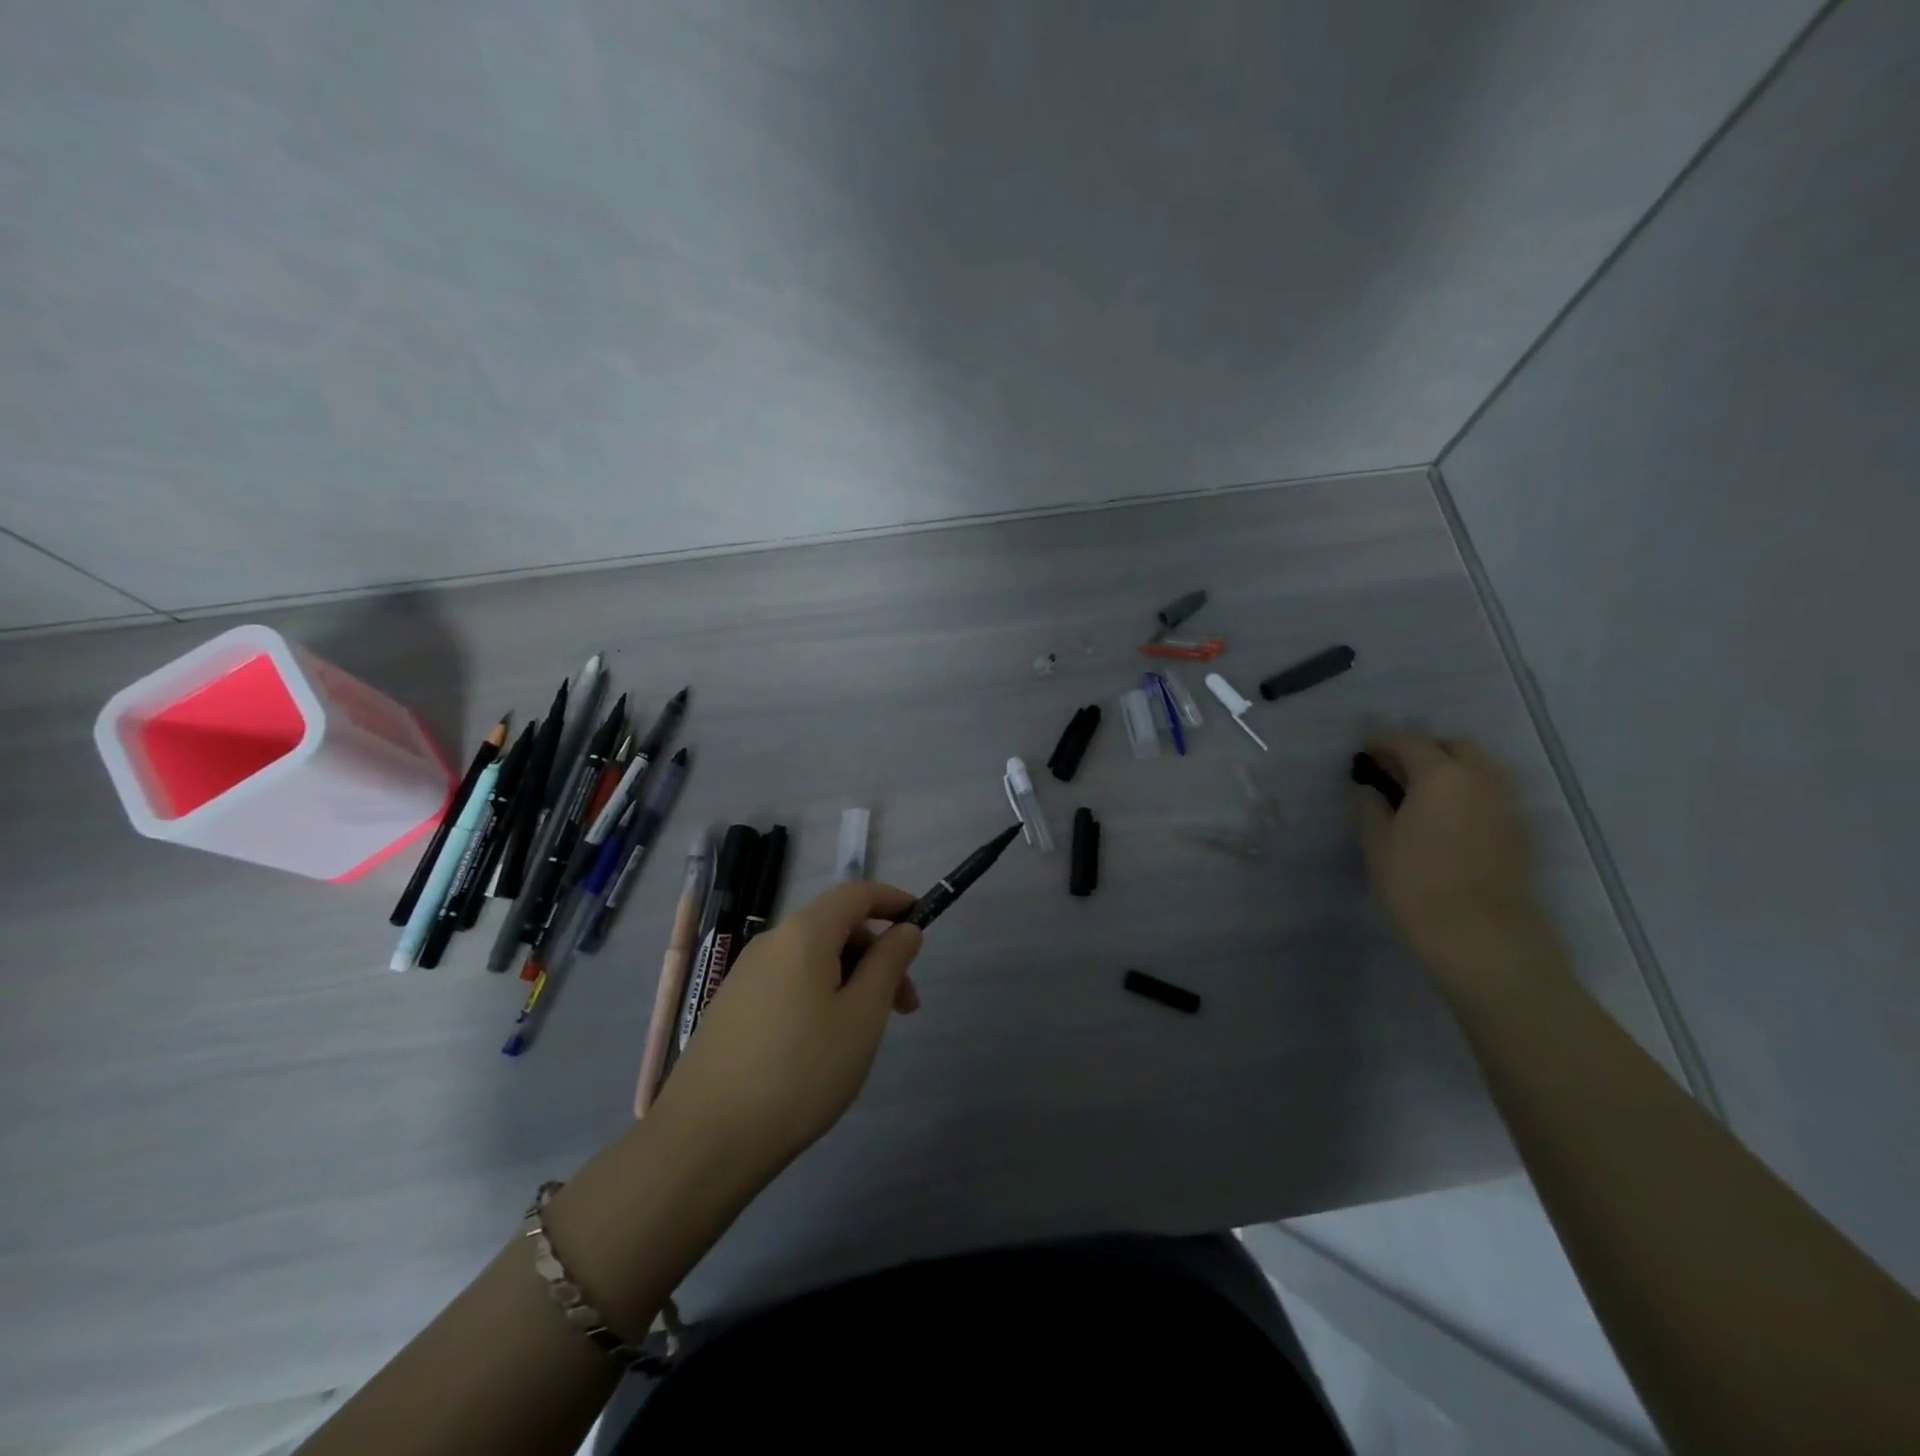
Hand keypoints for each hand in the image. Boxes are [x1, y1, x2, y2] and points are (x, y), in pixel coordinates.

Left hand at [645, 882, 923, 1192]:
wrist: (705, 1141)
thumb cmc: (800, 1072)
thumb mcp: (862, 1017)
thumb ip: (888, 964)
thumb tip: (905, 928)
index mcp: (803, 933)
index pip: (856, 893)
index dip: (893, 900)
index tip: (922, 923)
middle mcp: (771, 942)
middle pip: (835, 926)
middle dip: (877, 954)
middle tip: (905, 1006)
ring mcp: (745, 975)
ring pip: (813, 958)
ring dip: (851, 979)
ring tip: (866, 1033)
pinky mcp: (731, 1007)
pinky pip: (789, 981)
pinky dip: (821, 994)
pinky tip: (824, 1044)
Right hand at [1354, 732, 1556, 986]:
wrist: (1482, 937)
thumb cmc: (1416, 884)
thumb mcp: (1376, 843)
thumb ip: (1370, 807)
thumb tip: (1370, 790)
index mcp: (1441, 774)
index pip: (1410, 742)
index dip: (1383, 742)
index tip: (1365, 751)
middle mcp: (1481, 779)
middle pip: (1454, 747)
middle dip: (1424, 749)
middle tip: (1395, 769)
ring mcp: (1507, 805)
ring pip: (1480, 769)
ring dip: (1451, 770)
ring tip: (1421, 793)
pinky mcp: (1520, 832)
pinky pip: (1492, 795)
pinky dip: (1468, 793)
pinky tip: (1447, 818)